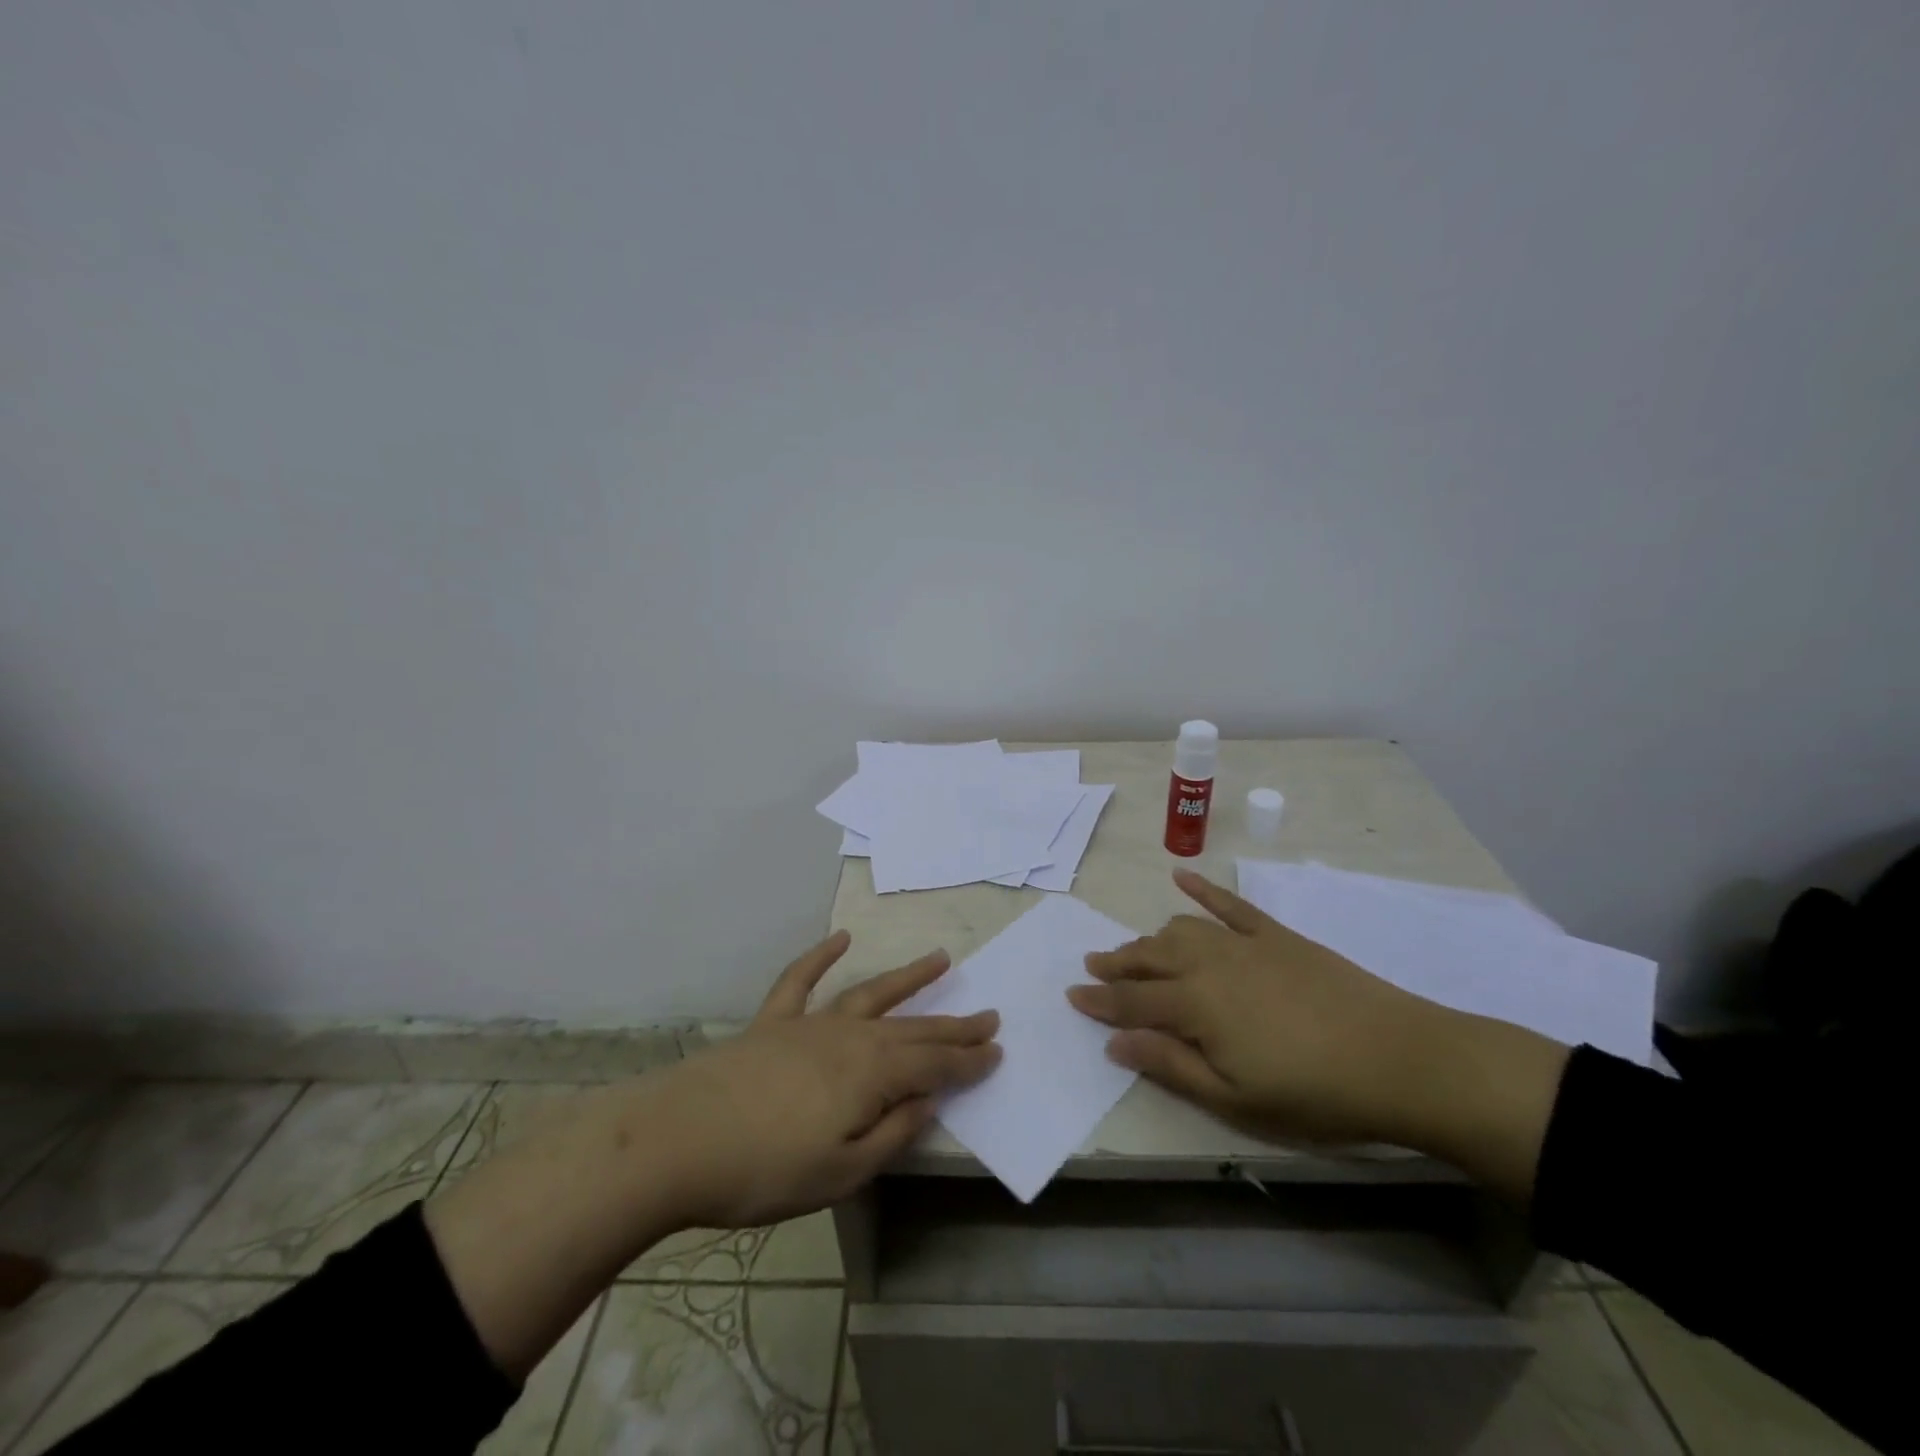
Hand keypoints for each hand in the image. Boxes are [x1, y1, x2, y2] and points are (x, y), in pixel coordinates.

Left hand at [645, 931, 1000, 1228]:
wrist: (677, 1141)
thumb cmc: (765, 1169)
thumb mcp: (842, 1171)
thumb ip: (892, 1132)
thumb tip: (929, 1100)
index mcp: (871, 1073)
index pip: (934, 1064)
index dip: (968, 1060)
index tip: (997, 1051)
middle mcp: (849, 1036)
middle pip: (912, 1027)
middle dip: (952, 1024)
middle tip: (989, 1014)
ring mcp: (809, 1024)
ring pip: (870, 993)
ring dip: (907, 977)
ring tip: (940, 959)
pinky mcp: (771, 1022)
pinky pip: (800, 981)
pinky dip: (820, 957)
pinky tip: (840, 939)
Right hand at [1068, 869, 1455, 1145]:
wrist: (1399, 1059)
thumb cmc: (1314, 1094)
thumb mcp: (1235, 1100)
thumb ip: (1170, 1065)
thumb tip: (1114, 1042)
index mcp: (1195, 1006)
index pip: (1132, 1000)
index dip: (1100, 1001)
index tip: (1072, 995)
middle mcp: (1209, 964)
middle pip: (1149, 957)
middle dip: (1117, 962)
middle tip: (1093, 965)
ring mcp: (1243, 943)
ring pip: (1180, 930)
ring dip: (1151, 938)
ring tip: (1136, 948)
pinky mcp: (1274, 934)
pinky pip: (1229, 904)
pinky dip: (1202, 889)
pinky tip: (1180, 876)